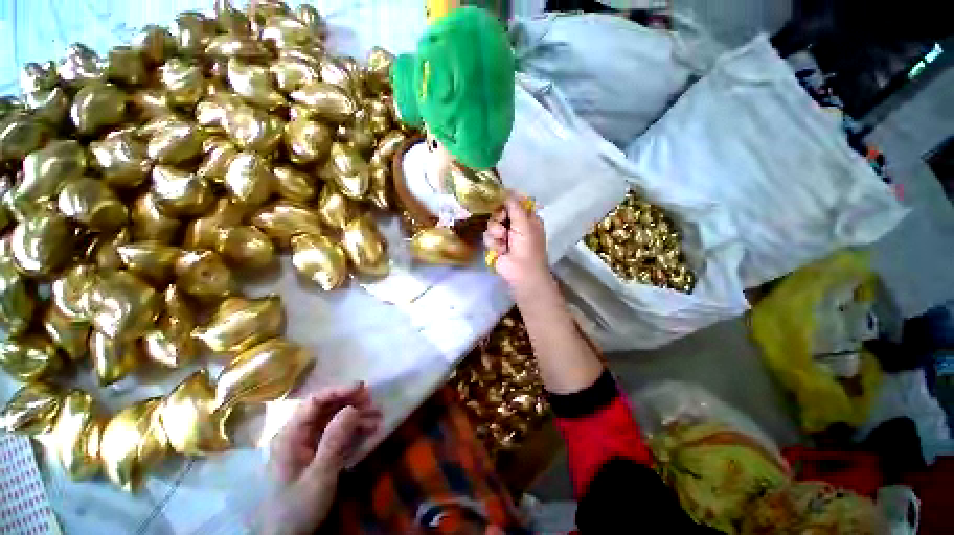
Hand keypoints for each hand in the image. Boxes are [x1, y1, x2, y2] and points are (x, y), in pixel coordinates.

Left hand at [259, 384, 381, 534]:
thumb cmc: (298, 507)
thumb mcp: (319, 475)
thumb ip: (334, 441)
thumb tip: (352, 407)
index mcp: (291, 435)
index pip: (315, 402)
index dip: (339, 390)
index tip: (362, 388)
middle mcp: (298, 435)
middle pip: (326, 408)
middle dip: (351, 402)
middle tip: (373, 402)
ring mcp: (307, 445)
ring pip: (334, 420)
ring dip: (356, 416)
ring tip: (378, 417)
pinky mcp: (317, 454)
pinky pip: (337, 434)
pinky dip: (354, 430)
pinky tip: (371, 430)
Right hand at [484, 192, 553, 298]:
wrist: (522, 272)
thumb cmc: (528, 246)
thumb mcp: (524, 223)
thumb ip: (514, 206)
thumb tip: (505, 190)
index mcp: (527, 217)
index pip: (514, 201)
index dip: (506, 198)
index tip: (498, 196)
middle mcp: (515, 224)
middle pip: (499, 211)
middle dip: (499, 217)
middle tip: (503, 221)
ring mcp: (504, 235)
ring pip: (491, 224)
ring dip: (496, 232)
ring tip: (504, 241)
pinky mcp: (495, 245)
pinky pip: (487, 236)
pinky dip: (494, 244)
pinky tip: (501, 251)